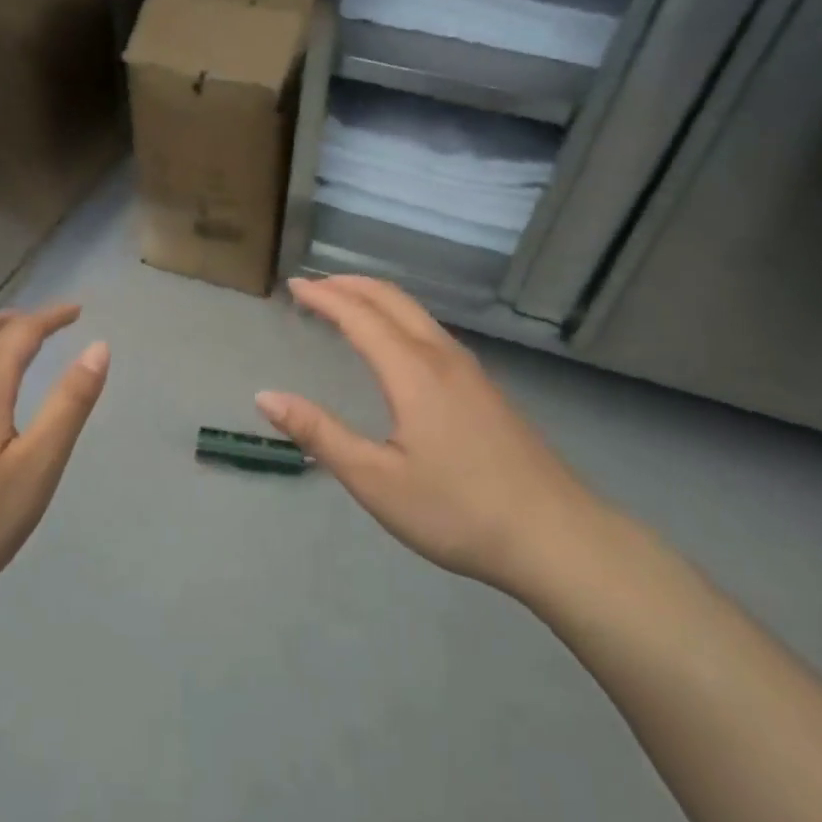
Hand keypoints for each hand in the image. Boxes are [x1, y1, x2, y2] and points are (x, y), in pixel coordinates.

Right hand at [257, 277, 602, 600]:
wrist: (556, 537)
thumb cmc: (457, 511)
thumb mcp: (375, 480)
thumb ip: (320, 434)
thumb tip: (266, 397)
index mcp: (413, 371)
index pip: (359, 316)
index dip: (324, 296)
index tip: (292, 285)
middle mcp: (443, 357)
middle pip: (392, 300)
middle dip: (350, 285)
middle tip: (313, 286)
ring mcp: (471, 371)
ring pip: (417, 314)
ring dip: (376, 299)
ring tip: (346, 305)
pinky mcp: (486, 389)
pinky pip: (432, 332)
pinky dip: (399, 319)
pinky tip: (395, 345)